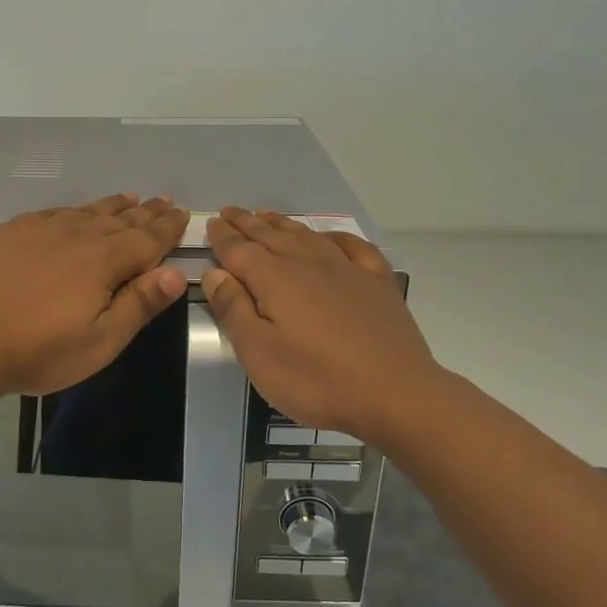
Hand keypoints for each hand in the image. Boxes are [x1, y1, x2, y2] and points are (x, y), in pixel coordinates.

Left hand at [0, 194, 190, 398]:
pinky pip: (54, 212)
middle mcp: (76, 235)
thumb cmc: (39, 351)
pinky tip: (75, 212)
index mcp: (103, 261)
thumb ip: (139, 304)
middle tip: (165, 202)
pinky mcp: (11, 232)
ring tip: (130, 198)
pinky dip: (74, 210)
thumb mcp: (100, 341)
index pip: (147, 239)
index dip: (167, 228)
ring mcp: (40, 229)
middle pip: (120, 220)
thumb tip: (176, 273)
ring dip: (113, 206)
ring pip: (87, 211)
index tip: (184, 215)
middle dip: (146, 213)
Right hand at [202, 207, 441, 449]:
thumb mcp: (258, 353)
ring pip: (306, 235)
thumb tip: (214, 272)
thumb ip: (233, 309)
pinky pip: (352, 246)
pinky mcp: (377, 282)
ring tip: (266, 216)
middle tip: (229, 211)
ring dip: (282, 224)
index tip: (211, 223)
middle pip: (270, 235)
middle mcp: (308, 262)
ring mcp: (347, 268)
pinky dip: (333, 236)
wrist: (396, 394)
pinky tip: (328, 237)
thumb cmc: (316, 380)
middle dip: (246, 223)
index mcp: (274, 278)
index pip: (239, 249)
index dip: (222, 236)